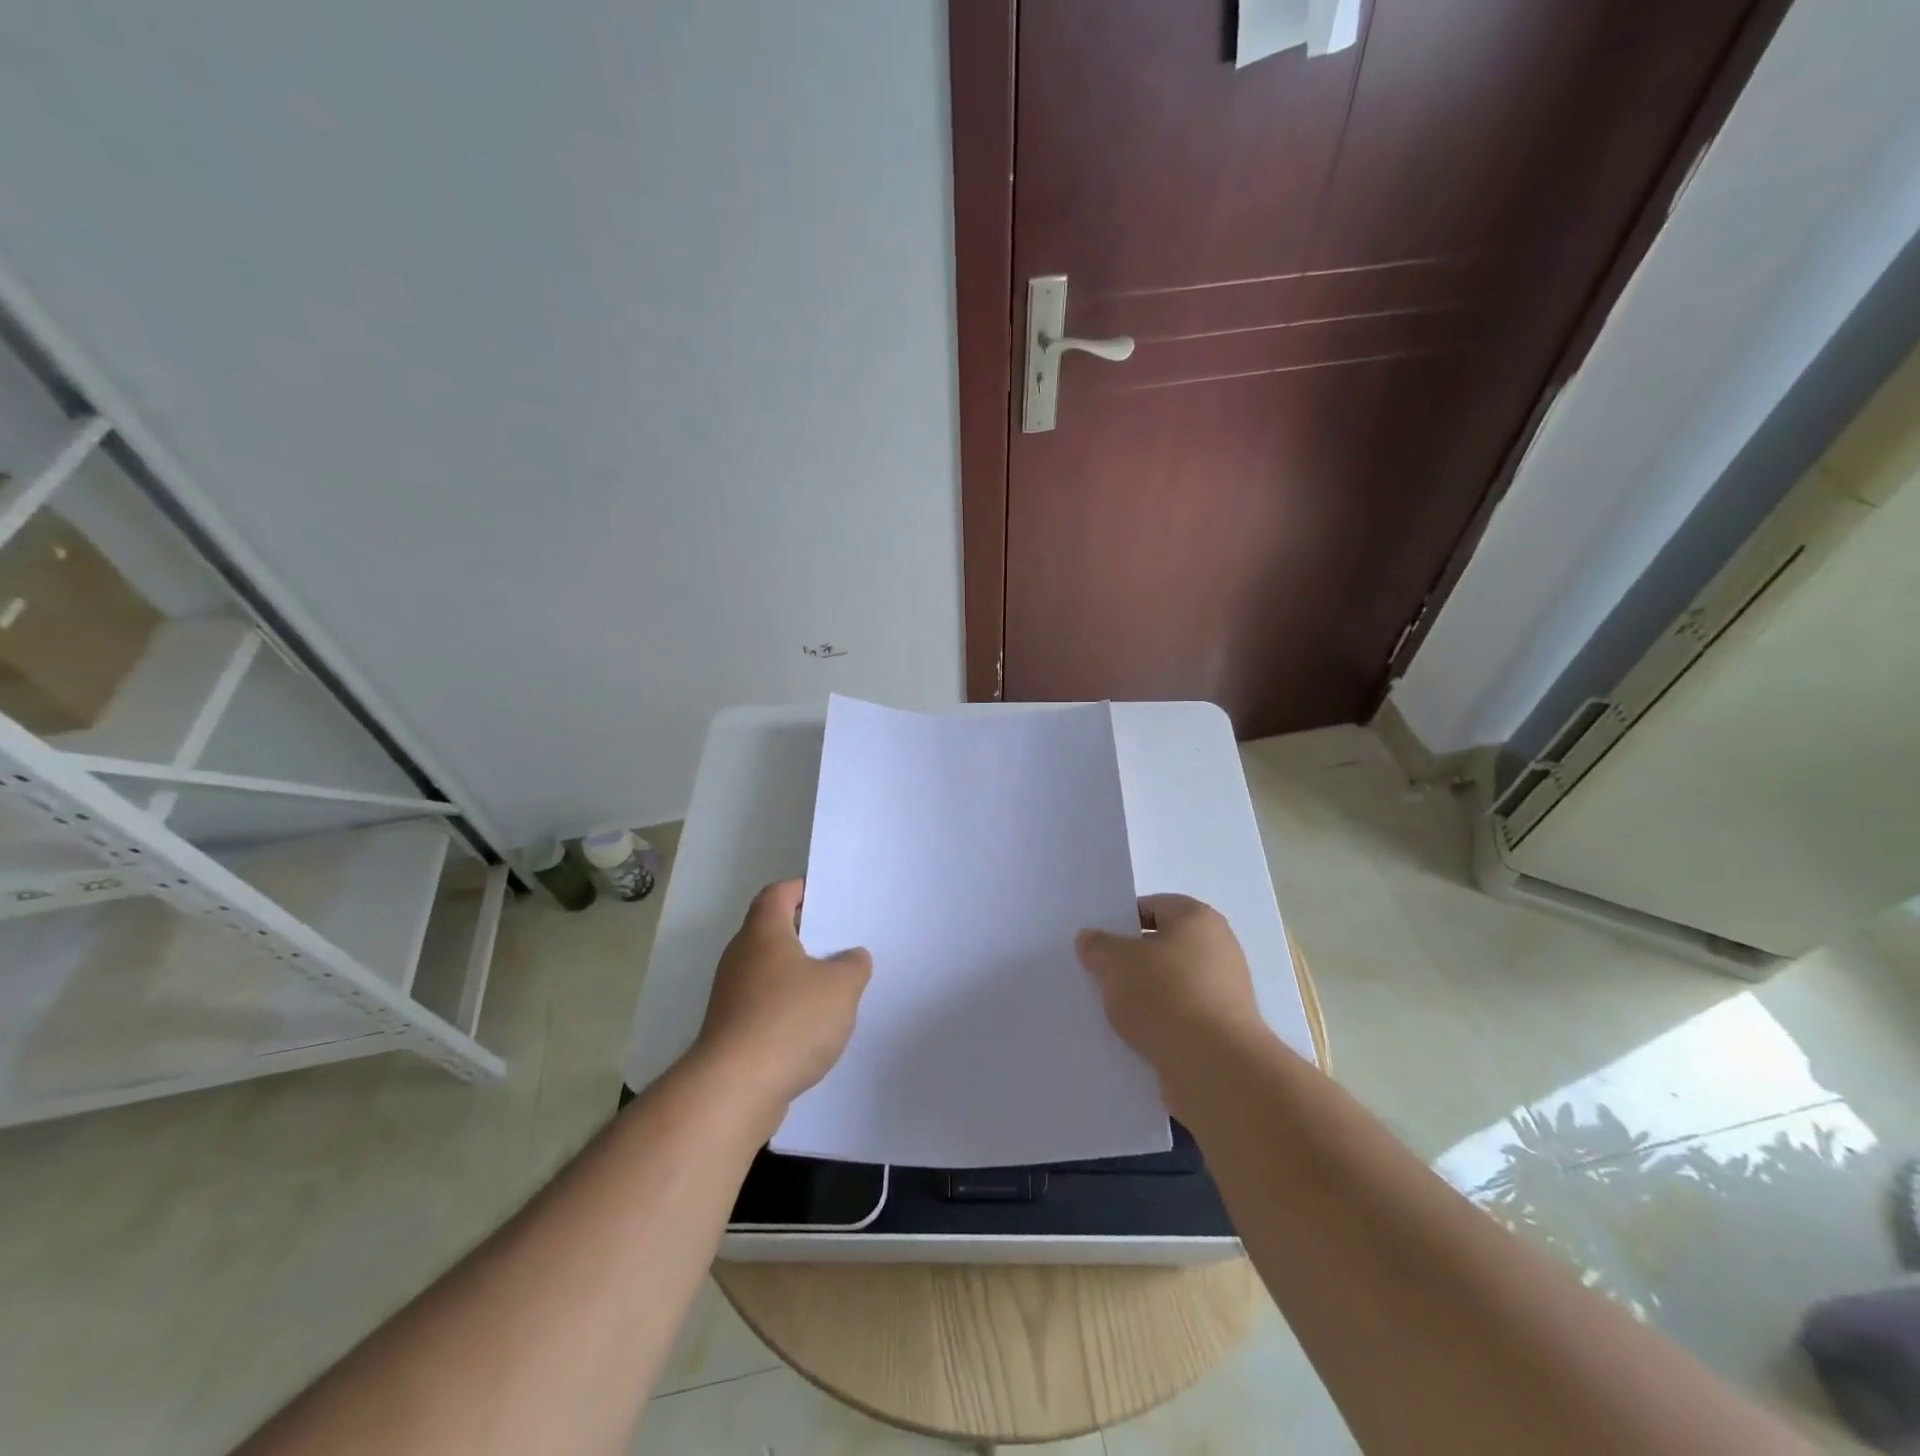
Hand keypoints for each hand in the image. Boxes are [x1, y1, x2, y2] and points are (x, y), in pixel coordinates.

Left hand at [692, 880, 871, 1115]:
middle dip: (806, 935)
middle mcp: (741, 956)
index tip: (829, 898)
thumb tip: (851, 958)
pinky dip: (787, 1008)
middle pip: (773, 932)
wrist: (735, 1090)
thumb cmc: (790, 1021)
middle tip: (842, 942)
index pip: (778, 893)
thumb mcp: (841, 986)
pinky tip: (813, 1028)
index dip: (802, 890)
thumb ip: (853, 965)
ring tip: (835, 987)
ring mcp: (731, 995)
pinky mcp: (731, 1030)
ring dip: (798, 976)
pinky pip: (765, 1005)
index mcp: (764, 932)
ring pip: (770, 972)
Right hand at [1076, 894, 1267, 1101]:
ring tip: (1114, 1010)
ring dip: (1146, 995)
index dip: (1123, 920)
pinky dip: (1162, 1022)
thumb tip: (1090, 939)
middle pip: (1164, 946)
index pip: (1154, 906)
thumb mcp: (1116, 962)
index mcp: (1198, 918)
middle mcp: (1219, 948)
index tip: (1099, 943)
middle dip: (1133, 960)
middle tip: (1101, 974)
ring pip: (1172, 984)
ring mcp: (1226, 991)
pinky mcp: (1224, 1030)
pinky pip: (1183, 1016)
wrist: (1214, 1067)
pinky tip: (1137, 1036)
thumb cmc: (1165, 995)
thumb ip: (1099, 946)